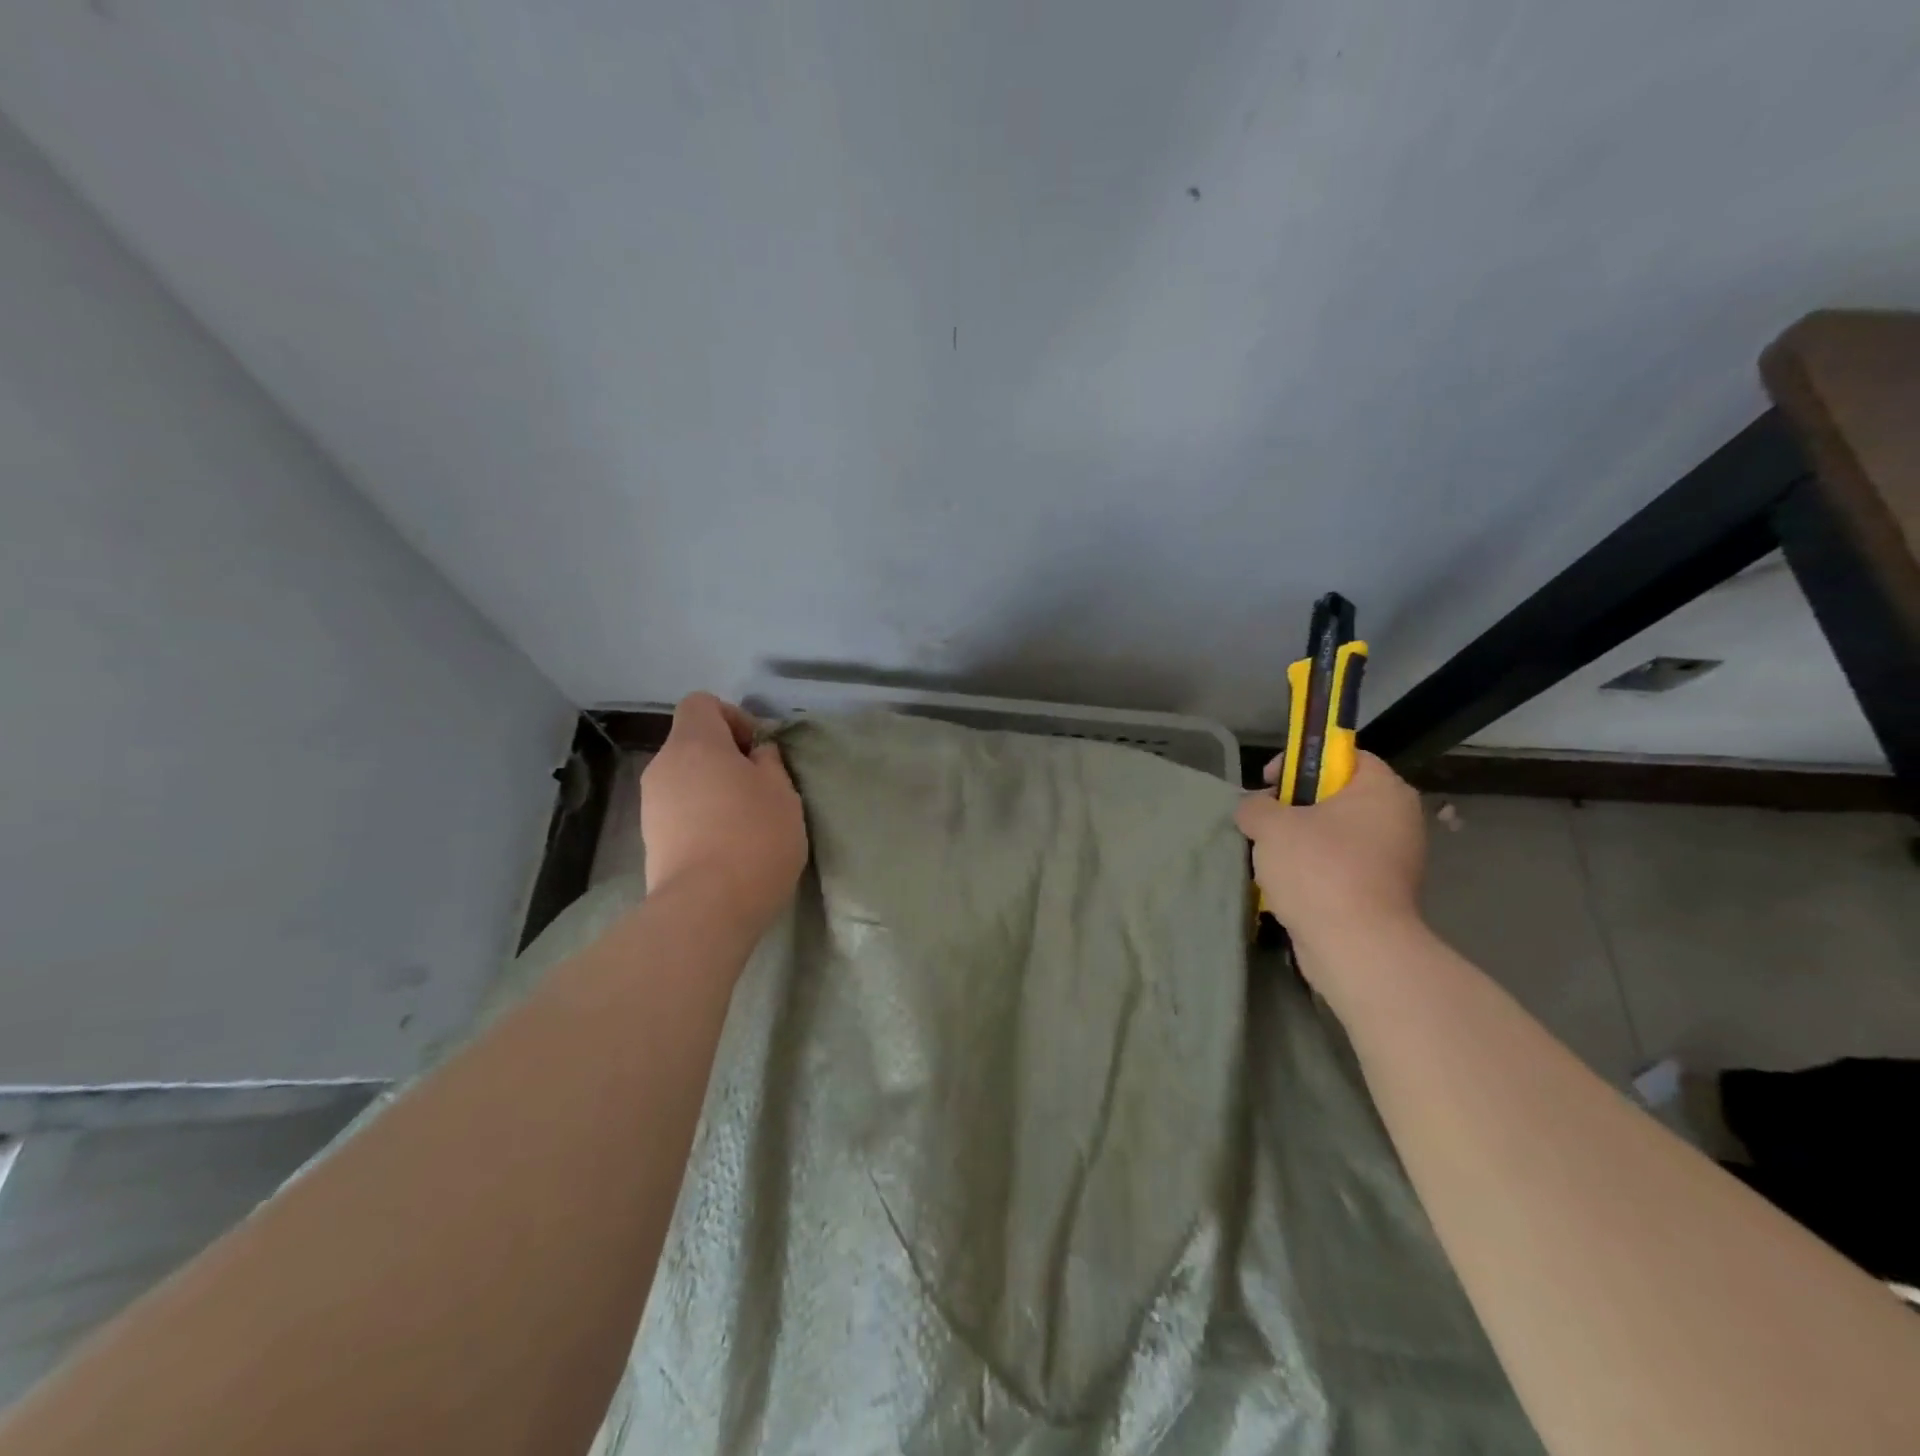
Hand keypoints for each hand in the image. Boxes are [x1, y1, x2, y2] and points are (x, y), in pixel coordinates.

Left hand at [640, 694, 806, 924]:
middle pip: (693, 743)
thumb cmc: (754, 836)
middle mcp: (663, 766)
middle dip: (726, 757)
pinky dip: (701, 817)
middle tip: (760, 787)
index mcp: (694, 743)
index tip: (758, 749)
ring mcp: (651, 805)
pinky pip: (679, 811)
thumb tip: (756, 755)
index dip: (733, 716)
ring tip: (745, 821)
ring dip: (714, 789)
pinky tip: (727, 845)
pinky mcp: (650, 840)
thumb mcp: (782, 792)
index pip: (701, 703)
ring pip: (686, 779)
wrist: (706, 907)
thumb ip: (769, 763)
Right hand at [1234, 751, 1426, 963]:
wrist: (1356, 946)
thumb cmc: (1318, 869)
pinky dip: (1314, 872)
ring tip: (1269, 856)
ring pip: (1336, 835)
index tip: (1269, 782)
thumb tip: (1254, 808)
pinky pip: (1341, 868)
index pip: (1343, 756)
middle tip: (1264, 821)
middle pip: (1337, 797)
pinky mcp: (1382, 893)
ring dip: (1301, 842)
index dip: (1302, 761)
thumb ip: (1255, 806)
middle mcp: (1398, 819)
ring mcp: (1394, 859)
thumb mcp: (1271, 826)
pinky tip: (1287, 885)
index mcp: (1382, 790)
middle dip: (1295, 807)